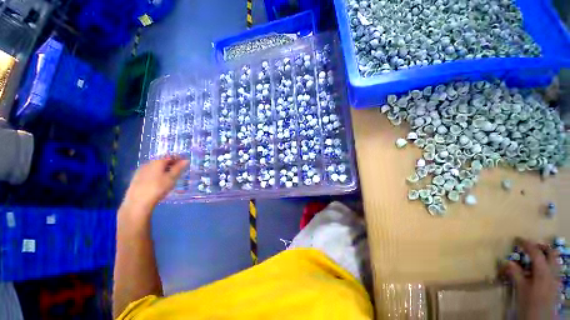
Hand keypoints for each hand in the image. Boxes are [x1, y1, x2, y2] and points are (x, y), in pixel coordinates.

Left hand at [124, 157, 188, 211]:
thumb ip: (179, 168)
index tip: (185, 162)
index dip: (178, 158)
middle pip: (162, 161)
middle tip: (179, 169)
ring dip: (163, 169)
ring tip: (170, 176)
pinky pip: (150, 173)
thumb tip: (186, 160)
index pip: (170, 156)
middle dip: (171, 164)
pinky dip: (157, 174)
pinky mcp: (136, 179)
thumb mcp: (172, 178)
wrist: (137, 202)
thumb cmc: (158, 188)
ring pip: (155, 167)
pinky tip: (159, 181)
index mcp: (157, 162)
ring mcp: (141, 171)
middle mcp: (148, 163)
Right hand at [503, 238, 560, 319]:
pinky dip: (546, 265)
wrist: (541, 319)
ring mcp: (556, 278)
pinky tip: (538, 272)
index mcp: (543, 271)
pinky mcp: (556, 284)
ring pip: (554, 261)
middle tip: (530, 247)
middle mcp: (552, 272)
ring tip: (533, 258)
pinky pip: (553, 269)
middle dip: (541, 248)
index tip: (517, 239)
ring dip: (545, 256)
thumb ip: (516, 274)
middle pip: (551, 253)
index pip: (536, 252)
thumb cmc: (529, 302)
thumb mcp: (520, 289)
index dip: (527, 244)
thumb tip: (508, 261)